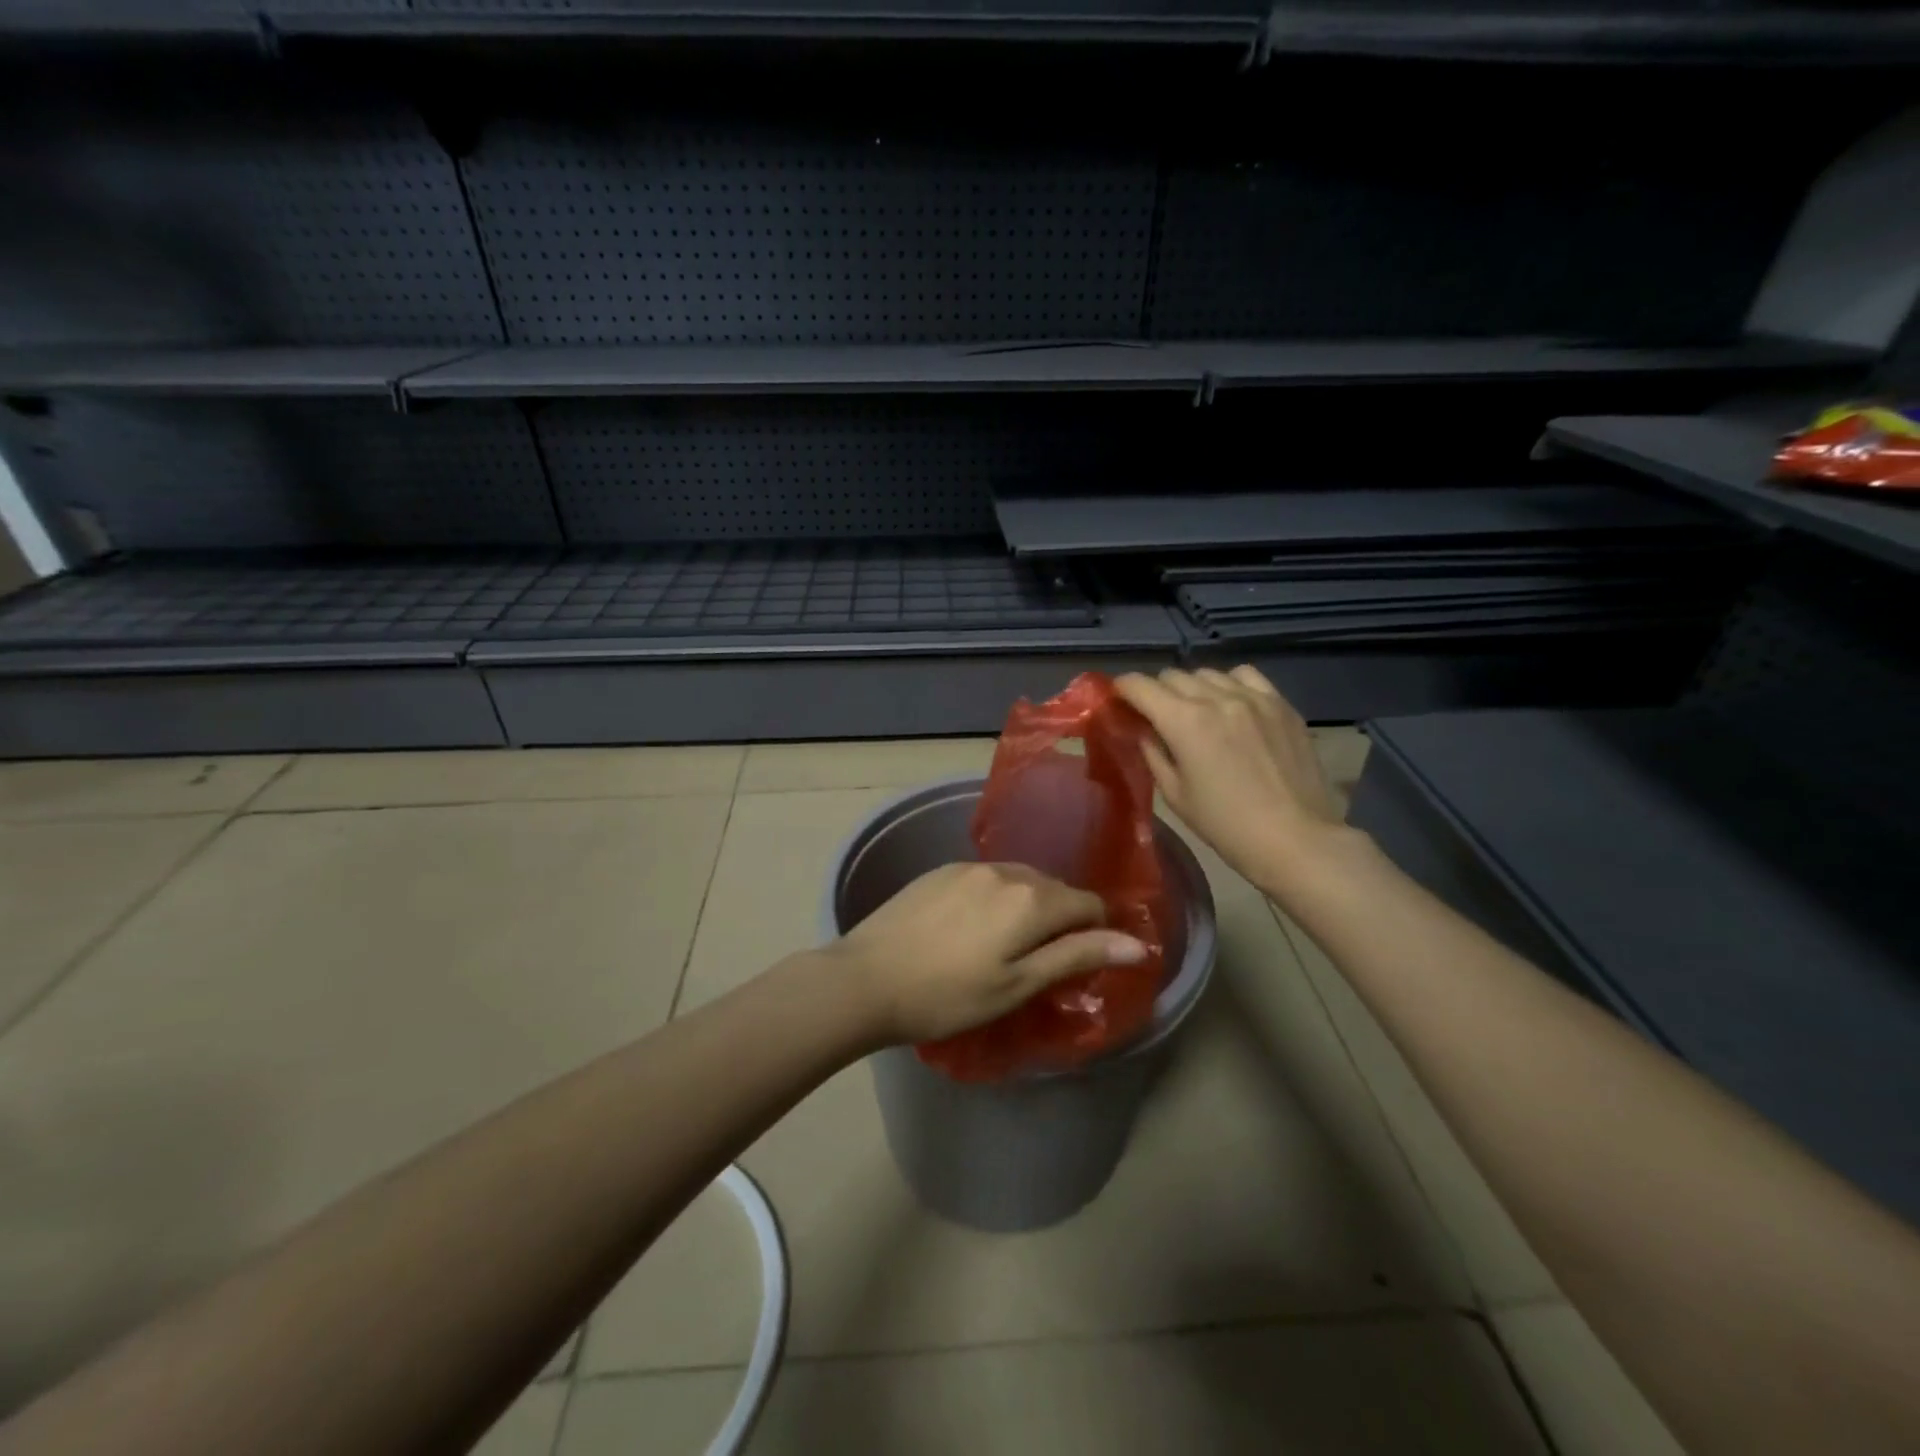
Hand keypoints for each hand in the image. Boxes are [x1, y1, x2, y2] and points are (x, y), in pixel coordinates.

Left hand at [825, 861, 1149, 1044]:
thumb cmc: (947, 995)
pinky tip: (971, 929)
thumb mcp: (1018, 985)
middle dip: (1060, 920)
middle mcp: (1006, 870)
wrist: (865, 979)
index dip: (1095, 933)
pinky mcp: (941, 870)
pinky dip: (995, 899)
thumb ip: (1077, 956)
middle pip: (1054, 889)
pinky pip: (987, 878)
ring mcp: (970, 866)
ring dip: (1027, 907)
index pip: (1089, 904)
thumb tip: (1137, 943)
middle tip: (1040, 964)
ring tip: (1005, 947)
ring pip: (1020, 881)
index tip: (1079, 964)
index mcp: (1032, 899)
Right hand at [1114, 665, 1347, 895]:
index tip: (1117, 700)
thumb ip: (1153, 753)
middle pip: (1172, 675)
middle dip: (1156, 692)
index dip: (1122, 689)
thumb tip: (1142, 730)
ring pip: (1208, 673)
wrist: (1295, 839)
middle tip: (1155, 716)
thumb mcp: (1175, 794)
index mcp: (1184, 721)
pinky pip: (1245, 676)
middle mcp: (1216, 697)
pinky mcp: (1281, 704)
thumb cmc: (1226, 825)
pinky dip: (1229, 683)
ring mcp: (1253, 697)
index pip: (1140, 686)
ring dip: (1192, 687)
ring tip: (1195, 711)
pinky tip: (1231, 705)